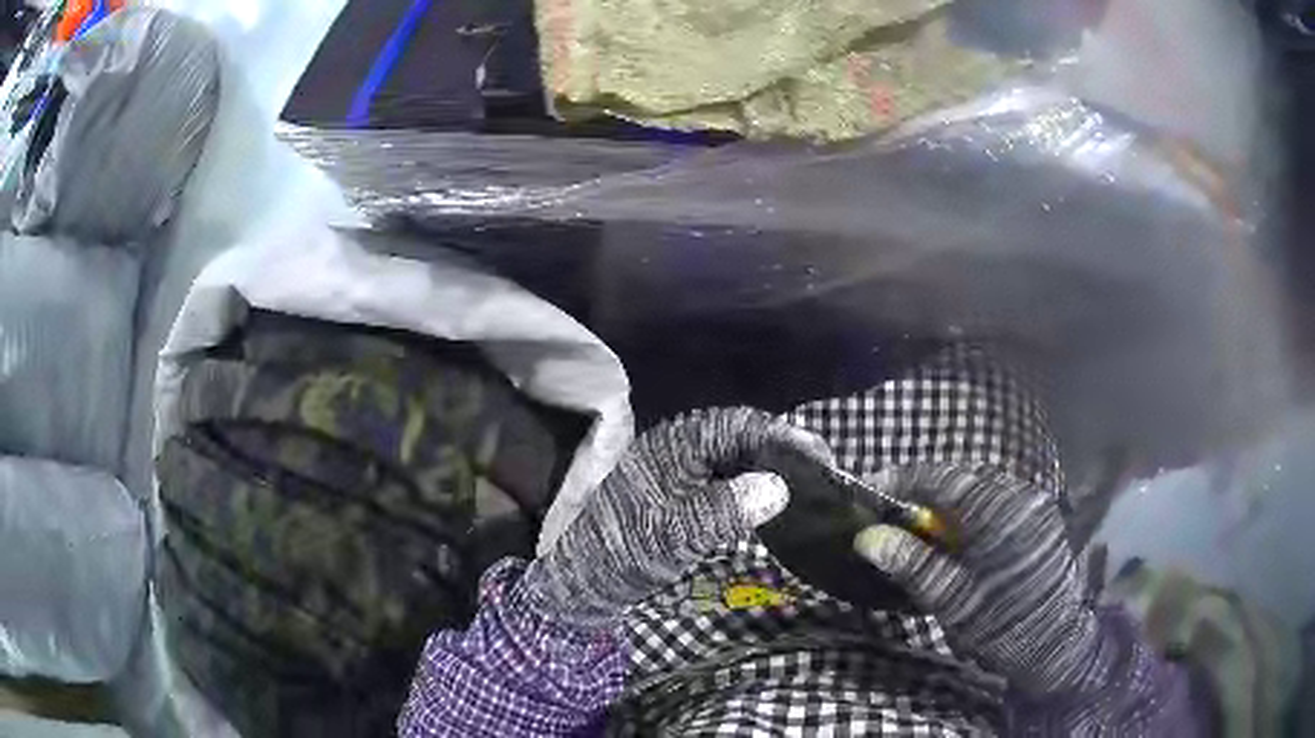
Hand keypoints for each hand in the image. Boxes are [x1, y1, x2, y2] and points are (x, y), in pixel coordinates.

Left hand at [521, 407, 831, 629]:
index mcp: (676, 445)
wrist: (582, 578)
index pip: (739, 426)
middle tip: (822, 472)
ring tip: (806, 484)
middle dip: (782, 450)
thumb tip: (778, 488)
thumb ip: (723, 510)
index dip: (783, 437)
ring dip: (770, 466)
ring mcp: (679, 469)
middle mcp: (679, 447)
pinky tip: (771, 500)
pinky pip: (725, 477)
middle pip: (741, 436)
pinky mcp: (680, 491)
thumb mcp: (673, 535)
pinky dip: (752, 484)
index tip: (821, 456)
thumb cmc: (623, 552)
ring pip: (735, 456)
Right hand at [853, 463, 1101, 696]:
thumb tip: (867, 537)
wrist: (1056, 646)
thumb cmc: (1002, 627)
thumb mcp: (953, 601)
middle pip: (962, 477)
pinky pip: (997, 501)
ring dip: (948, 502)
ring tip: (921, 529)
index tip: (870, 490)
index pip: (942, 477)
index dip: (902, 480)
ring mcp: (1033, 505)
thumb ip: (913, 564)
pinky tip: (958, 539)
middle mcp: (1020, 495)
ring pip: (980, 488)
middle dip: (924, 491)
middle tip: (893, 516)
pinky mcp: (1039, 518)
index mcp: (999, 511)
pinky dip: (971, 512)